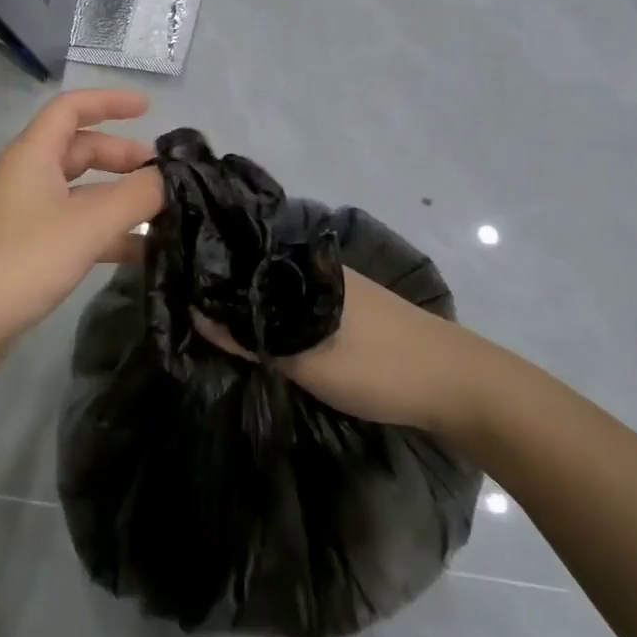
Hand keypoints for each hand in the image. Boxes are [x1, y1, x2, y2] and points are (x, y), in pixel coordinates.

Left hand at [0, 90, 164, 371]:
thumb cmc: (24, 259)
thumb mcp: (88, 224)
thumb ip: (135, 196)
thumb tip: (169, 177)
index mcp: (33, 155)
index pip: (71, 108)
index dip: (109, 102)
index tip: (149, 108)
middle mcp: (28, 176)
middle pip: (79, 150)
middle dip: (121, 156)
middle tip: (162, 175)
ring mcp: (26, 214)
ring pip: (80, 192)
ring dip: (118, 198)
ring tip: (162, 214)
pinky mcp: (28, 248)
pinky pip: (75, 226)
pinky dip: (106, 232)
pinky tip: (139, 252)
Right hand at [194, 269, 490, 439]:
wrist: (459, 383)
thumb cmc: (378, 366)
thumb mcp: (306, 360)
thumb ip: (252, 337)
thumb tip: (196, 313)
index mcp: (304, 264)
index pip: (242, 253)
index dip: (211, 268)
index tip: (177, 284)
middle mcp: (317, 266)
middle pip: (259, 270)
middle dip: (229, 288)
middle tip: (193, 311)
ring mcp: (336, 285)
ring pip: (280, 288)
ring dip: (255, 304)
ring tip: (220, 324)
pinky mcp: (351, 307)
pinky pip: (299, 302)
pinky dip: (279, 314)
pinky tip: (267, 332)